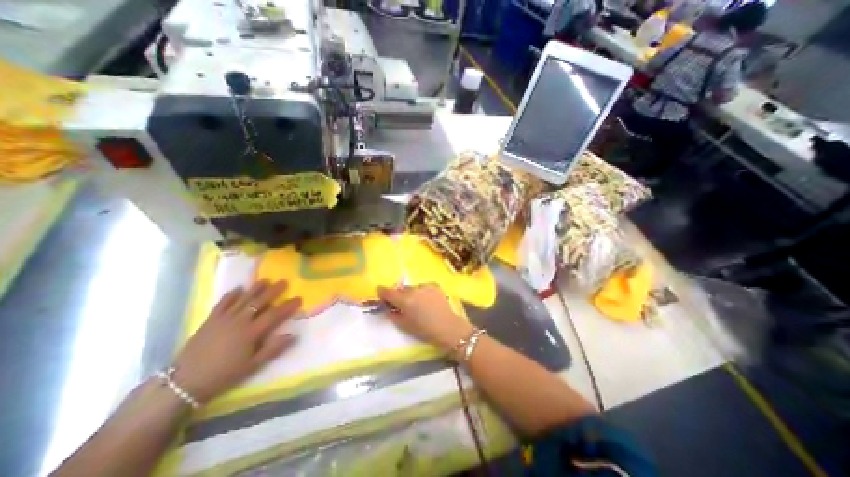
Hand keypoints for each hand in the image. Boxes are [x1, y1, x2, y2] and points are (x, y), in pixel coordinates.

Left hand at [171, 281, 301, 402]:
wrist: (184, 382)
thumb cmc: (224, 374)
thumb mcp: (252, 366)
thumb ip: (273, 349)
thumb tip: (293, 335)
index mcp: (251, 332)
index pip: (274, 314)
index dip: (288, 306)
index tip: (298, 298)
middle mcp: (239, 321)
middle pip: (259, 302)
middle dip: (273, 291)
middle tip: (284, 282)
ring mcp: (223, 319)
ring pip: (243, 299)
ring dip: (255, 289)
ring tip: (265, 280)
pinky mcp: (210, 320)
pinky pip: (222, 303)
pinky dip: (231, 295)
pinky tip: (238, 288)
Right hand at [377, 285, 470, 351]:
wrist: (447, 327)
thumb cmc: (424, 330)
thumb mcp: (404, 326)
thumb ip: (392, 315)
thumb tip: (387, 308)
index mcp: (404, 300)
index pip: (388, 291)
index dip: (382, 292)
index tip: (380, 293)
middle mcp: (413, 289)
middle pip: (401, 289)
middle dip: (399, 295)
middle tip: (402, 304)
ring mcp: (425, 286)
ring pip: (413, 288)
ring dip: (412, 294)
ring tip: (418, 304)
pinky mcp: (434, 285)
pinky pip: (423, 287)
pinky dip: (422, 293)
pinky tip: (427, 301)